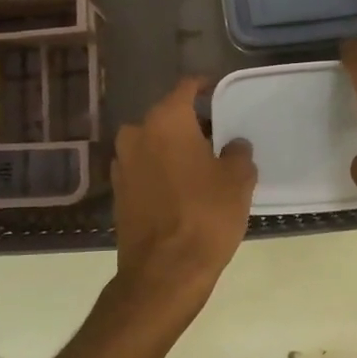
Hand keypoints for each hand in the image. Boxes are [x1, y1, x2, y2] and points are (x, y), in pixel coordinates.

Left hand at [111, 77, 257, 304]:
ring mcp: (122, 164)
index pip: (186, 87)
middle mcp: (137, 134)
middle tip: (217, 135)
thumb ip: (237, 153)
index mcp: (166, 120)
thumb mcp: (237, 180)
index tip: (218, 89)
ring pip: (153, 143)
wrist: (164, 272)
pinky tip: (182, 188)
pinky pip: (145, 169)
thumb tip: (233, 146)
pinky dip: (162, 170)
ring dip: (174, 148)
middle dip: (191, 122)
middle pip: (167, 116)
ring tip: (201, 164)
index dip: (205, 85)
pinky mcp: (118, 193)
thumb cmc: (206, 215)